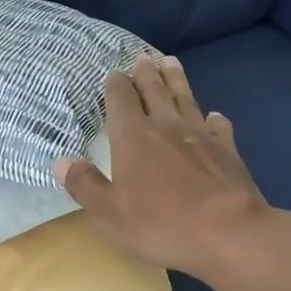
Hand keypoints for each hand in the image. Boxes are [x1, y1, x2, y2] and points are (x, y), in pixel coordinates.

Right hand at [54, 56, 272, 282]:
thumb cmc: (161, 222)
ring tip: (171, 63)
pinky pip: (218, 127)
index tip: (114, 73)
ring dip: (176, 80)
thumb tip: (61, 162)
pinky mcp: (228, 151)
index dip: (116, 84)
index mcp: (132, 136)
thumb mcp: (109, 212)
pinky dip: (213, 119)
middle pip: (154, 90)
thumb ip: (84, 184)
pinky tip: (214, 116)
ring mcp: (200, 136)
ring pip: (185, 99)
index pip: (121, 99)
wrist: (229, 233)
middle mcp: (165, 126)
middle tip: (143, 57)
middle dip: (146, 73)